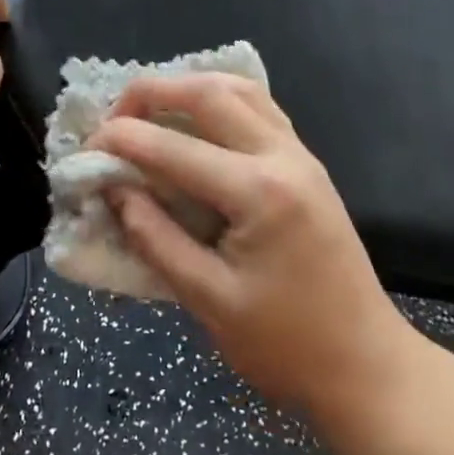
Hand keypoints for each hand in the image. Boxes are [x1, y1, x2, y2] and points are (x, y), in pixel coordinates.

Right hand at [91, 74, 419, 422]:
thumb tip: (114, 191)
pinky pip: (258, 106)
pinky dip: (219, 98)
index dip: (121, 141)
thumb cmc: (287, 347)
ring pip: (238, 88)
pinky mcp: (306, 162)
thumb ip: (155, 239)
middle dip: (150, 93)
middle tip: (113, 120)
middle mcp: (282, 156)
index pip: (173, 147)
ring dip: (186, 87)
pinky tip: (196, 120)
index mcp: (258, 193)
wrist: (368, 367)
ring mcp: (300, 154)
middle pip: (208, 92)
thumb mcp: (209, 302)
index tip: (85, 152)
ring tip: (148, 112)